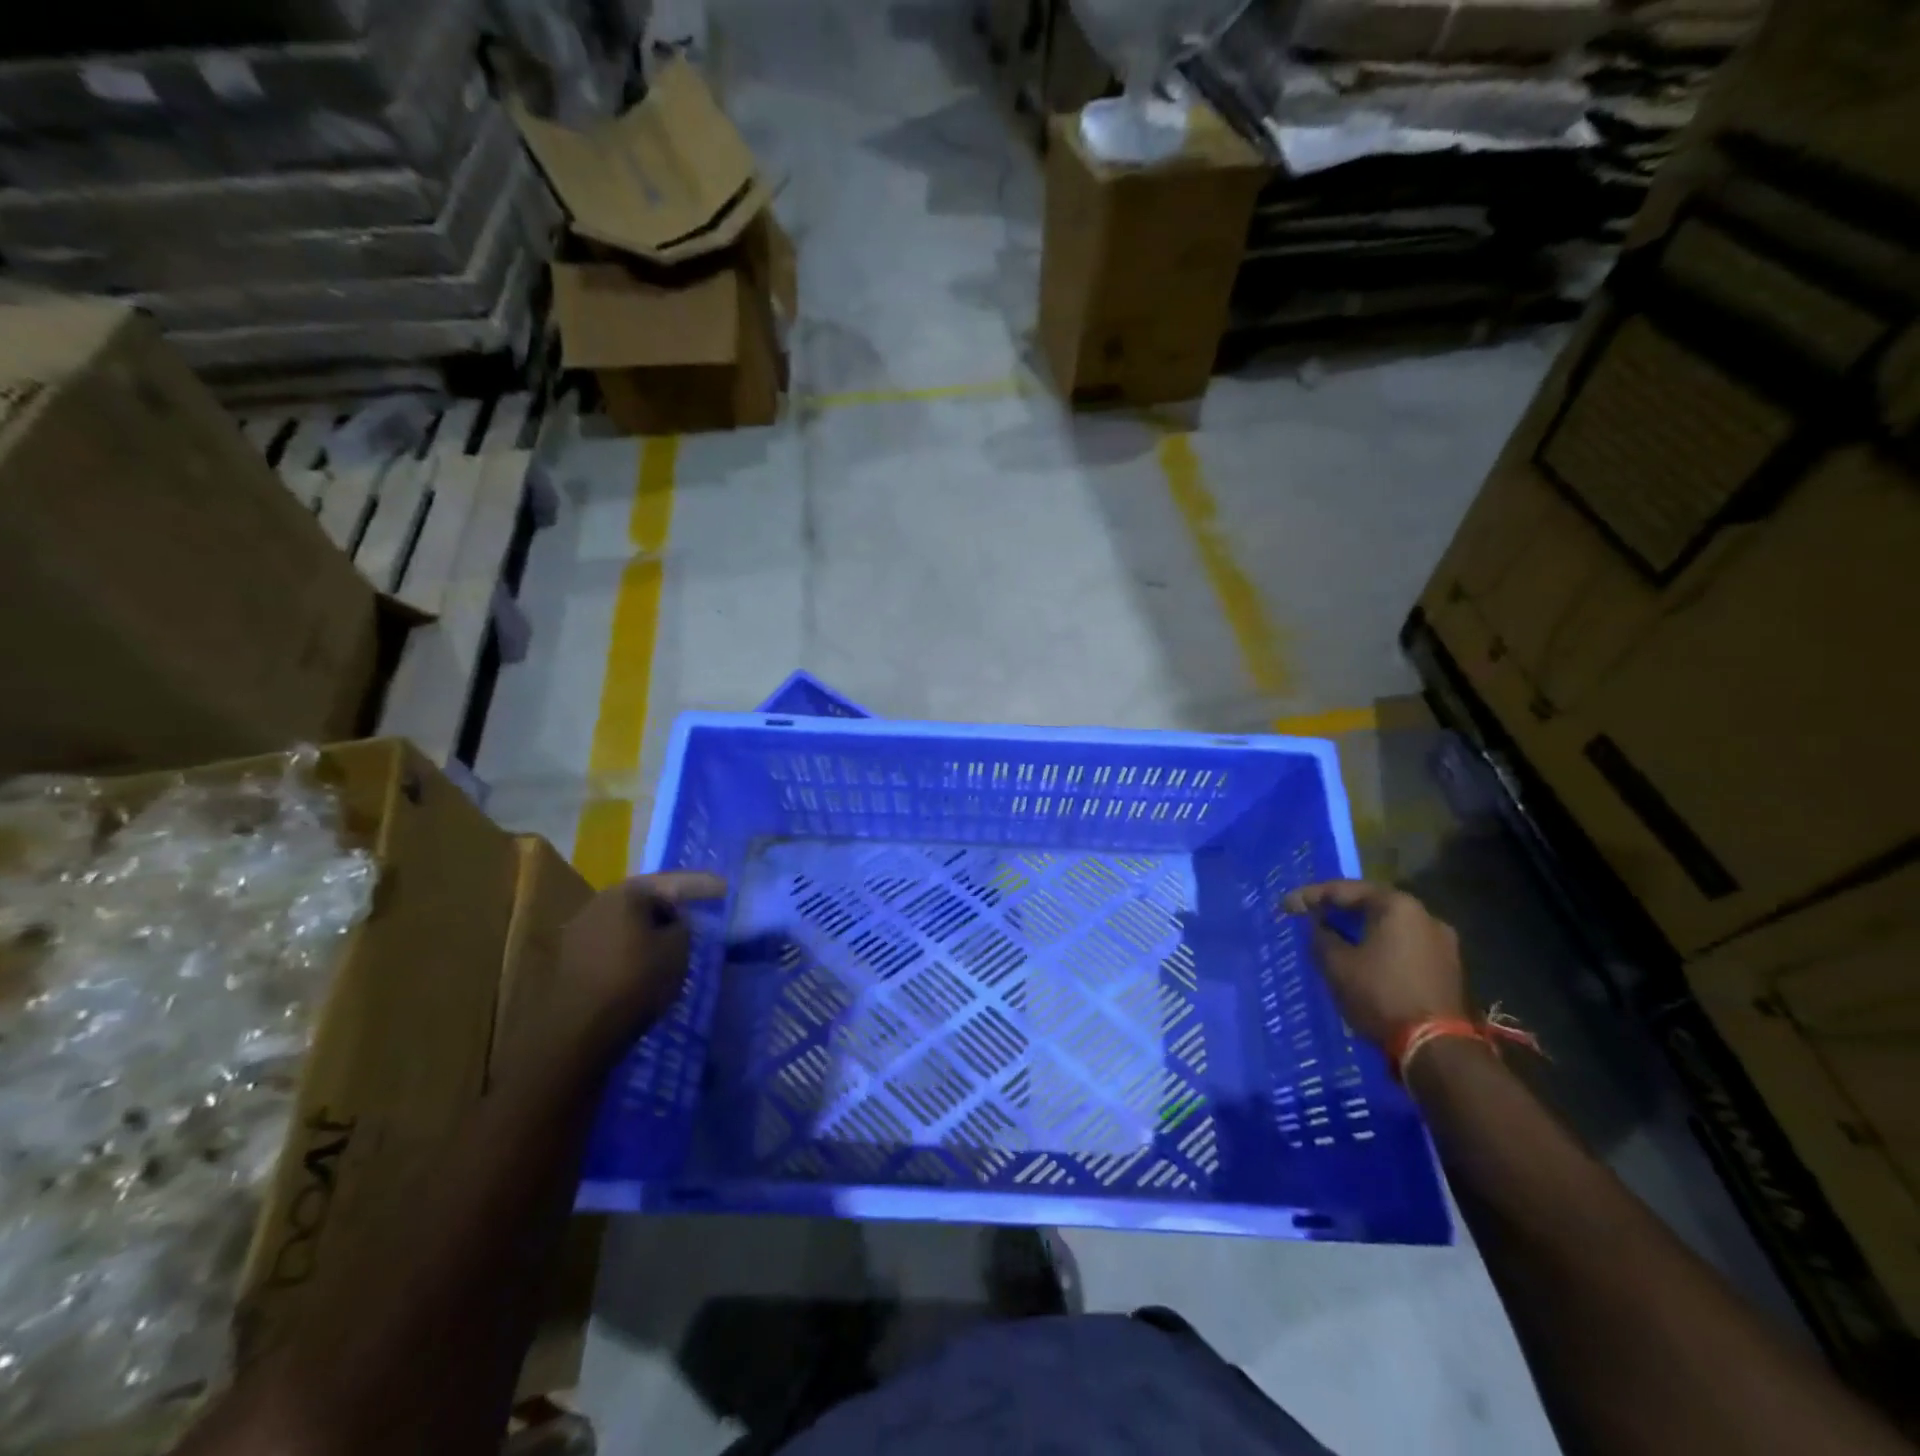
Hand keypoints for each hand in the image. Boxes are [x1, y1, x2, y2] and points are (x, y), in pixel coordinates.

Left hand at [552, 872, 726, 1059]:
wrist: (578, 1032)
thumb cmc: (635, 982)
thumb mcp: (678, 950)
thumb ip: (683, 927)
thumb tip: (674, 923)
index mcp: (627, 893)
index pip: (674, 883)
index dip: (702, 885)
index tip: (724, 887)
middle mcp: (598, 903)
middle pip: (646, 899)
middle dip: (672, 906)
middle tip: (697, 912)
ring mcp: (580, 930)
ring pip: (627, 921)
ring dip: (650, 928)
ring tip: (673, 940)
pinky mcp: (571, 959)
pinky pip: (613, 942)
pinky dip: (633, 946)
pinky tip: (646, 960)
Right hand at [1283, 880, 1466, 1046]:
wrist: (1436, 1048)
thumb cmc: (1380, 995)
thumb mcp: (1336, 964)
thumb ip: (1321, 936)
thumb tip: (1318, 925)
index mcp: (1397, 906)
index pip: (1344, 890)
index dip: (1310, 896)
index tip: (1285, 906)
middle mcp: (1425, 915)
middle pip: (1370, 904)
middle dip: (1338, 911)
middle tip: (1309, 917)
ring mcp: (1442, 942)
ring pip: (1389, 927)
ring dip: (1360, 930)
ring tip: (1333, 938)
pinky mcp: (1448, 967)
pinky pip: (1403, 945)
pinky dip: (1379, 946)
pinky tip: (1361, 958)